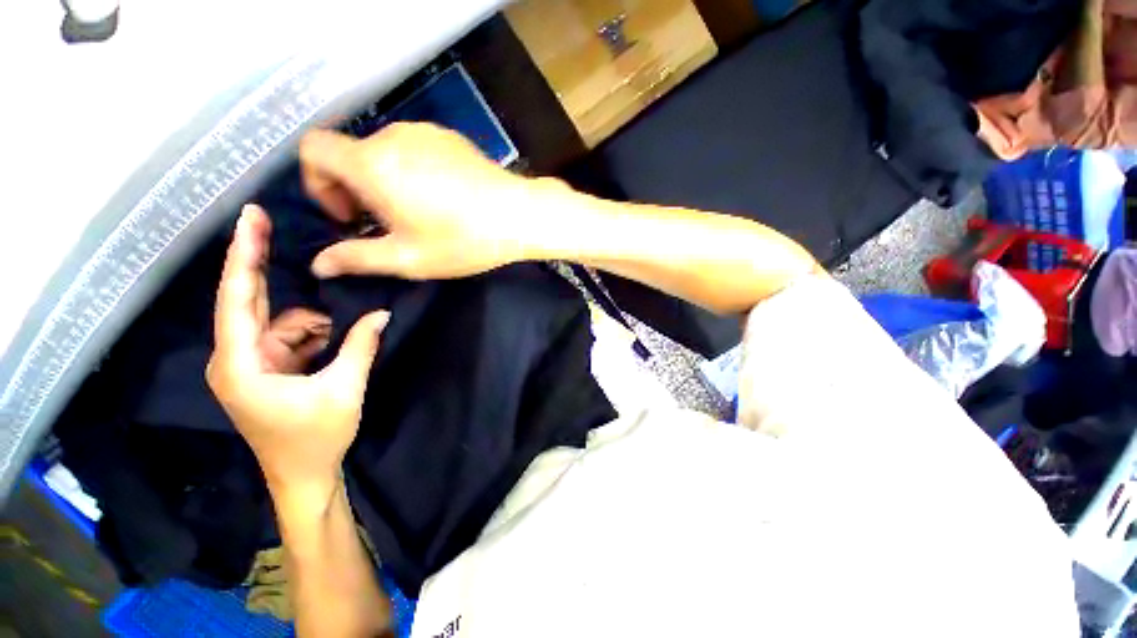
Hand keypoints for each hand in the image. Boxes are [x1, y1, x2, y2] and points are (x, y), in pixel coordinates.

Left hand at [207, 204, 388, 505]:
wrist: (304, 476)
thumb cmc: (316, 438)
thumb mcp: (344, 389)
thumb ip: (360, 346)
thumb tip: (382, 314)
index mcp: (241, 365)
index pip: (237, 300)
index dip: (244, 257)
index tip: (249, 221)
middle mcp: (234, 358)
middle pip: (246, 299)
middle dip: (261, 264)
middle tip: (268, 223)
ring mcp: (249, 364)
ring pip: (279, 321)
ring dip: (313, 321)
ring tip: (343, 333)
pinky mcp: (264, 370)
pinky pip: (289, 337)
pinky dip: (313, 334)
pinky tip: (336, 342)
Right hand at [300, 122, 563, 279]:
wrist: (519, 216)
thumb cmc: (463, 240)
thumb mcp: (408, 258)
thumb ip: (357, 259)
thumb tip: (319, 264)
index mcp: (372, 163)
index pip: (313, 150)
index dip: (318, 183)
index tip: (348, 215)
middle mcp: (393, 137)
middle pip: (350, 154)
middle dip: (355, 190)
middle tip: (385, 224)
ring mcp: (424, 132)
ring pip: (383, 152)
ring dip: (384, 181)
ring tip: (416, 214)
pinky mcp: (449, 137)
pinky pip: (413, 149)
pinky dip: (410, 170)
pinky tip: (440, 198)